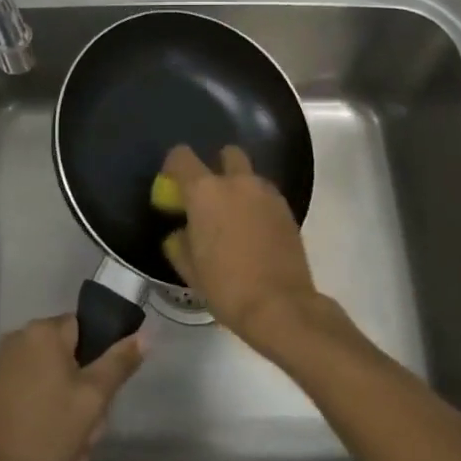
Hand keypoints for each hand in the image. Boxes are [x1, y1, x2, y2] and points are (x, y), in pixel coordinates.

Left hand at [0, 315, 144, 460]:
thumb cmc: (41, 429)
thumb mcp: (91, 399)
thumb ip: (119, 364)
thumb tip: (145, 334)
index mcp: (45, 332)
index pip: (87, 329)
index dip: (102, 361)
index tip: (106, 396)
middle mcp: (21, 340)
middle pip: (71, 363)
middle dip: (86, 402)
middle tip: (89, 436)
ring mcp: (4, 368)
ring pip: (54, 389)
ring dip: (69, 421)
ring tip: (71, 457)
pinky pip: (32, 403)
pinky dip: (45, 426)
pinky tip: (52, 459)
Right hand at [161, 144, 323, 352]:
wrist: (280, 306)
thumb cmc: (226, 286)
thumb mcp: (189, 268)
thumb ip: (180, 242)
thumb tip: (182, 232)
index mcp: (204, 192)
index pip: (181, 156)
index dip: (173, 167)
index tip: (172, 187)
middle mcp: (237, 183)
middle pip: (226, 154)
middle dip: (217, 167)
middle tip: (210, 197)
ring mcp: (266, 194)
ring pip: (250, 176)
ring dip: (240, 188)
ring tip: (235, 219)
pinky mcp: (287, 210)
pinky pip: (266, 196)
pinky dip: (258, 206)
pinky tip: (255, 233)